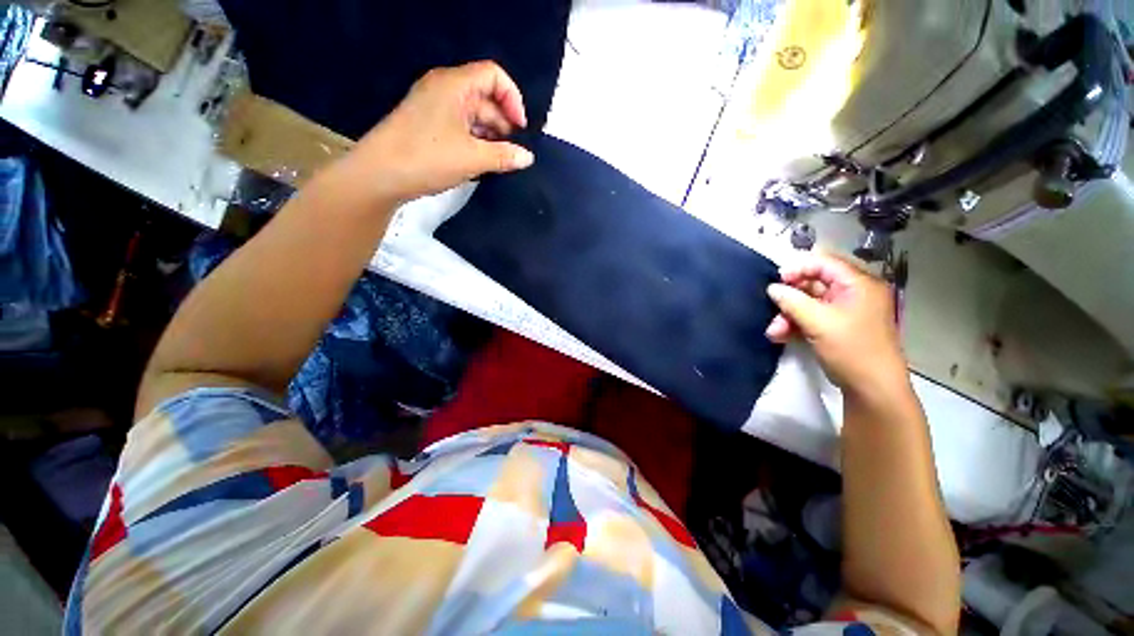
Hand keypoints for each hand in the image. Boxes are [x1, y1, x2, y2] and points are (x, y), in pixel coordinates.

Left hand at [336, 61, 535, 206]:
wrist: (380, 174)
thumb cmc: (428, 158)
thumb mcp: (472, 158)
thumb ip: (504, 156)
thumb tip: (528, 157)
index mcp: (454, 85)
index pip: (493, 75)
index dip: (512, 98)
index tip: (521, 129)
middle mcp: (444, 89)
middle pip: (485, 96)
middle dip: (503, 122)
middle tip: (512, 151)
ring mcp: (434, 107)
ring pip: (473, 114)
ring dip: (490, 135)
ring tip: (499, 161)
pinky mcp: (428, 125)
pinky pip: (460, 126)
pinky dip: (475, 140)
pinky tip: (481, 161)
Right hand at [765, 252, 908, 399]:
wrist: (872, 388)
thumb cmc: (851, 349)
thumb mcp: (818, 322)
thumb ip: (792, 301)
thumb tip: (772, 288)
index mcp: (859, 284)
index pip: (825, 263)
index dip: (798, 268)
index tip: (776, 281)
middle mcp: (853, 293)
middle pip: (814, 284)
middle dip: (789, 298)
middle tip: (771, 309)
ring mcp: (845, 311)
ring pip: (809, 303)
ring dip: (788, 315)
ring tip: (773, 331)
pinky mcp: (837, 327)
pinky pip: (812, 317)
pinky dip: (795, 324)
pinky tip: (780, 335)